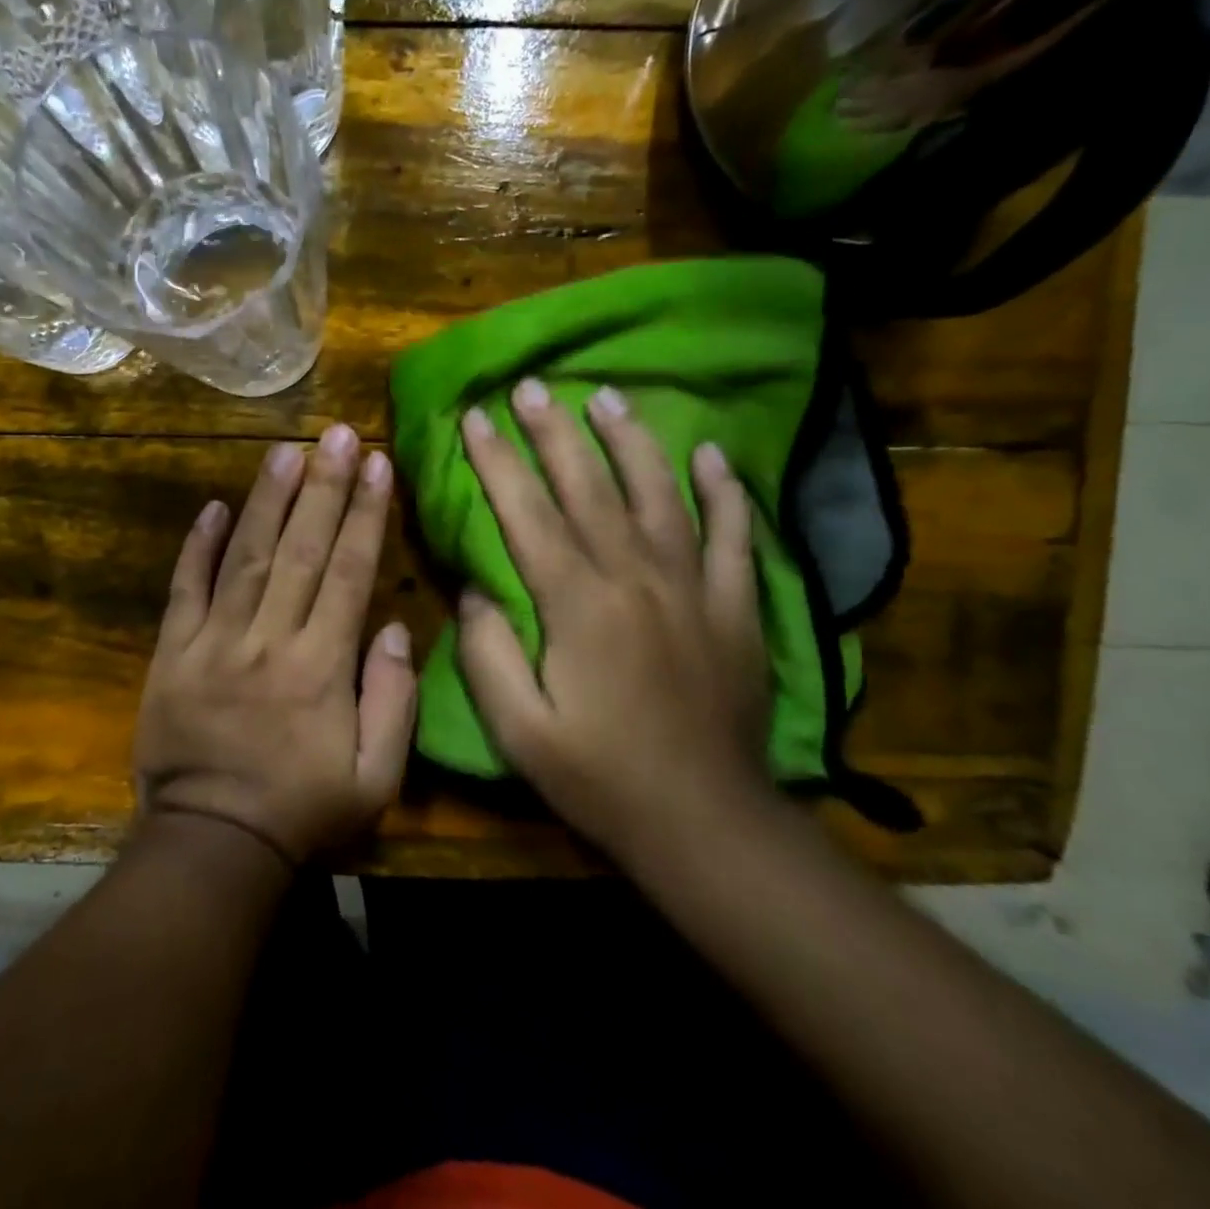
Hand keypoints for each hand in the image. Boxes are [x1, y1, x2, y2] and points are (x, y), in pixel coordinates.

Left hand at [132, 424, 416, 866]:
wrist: (212, 844)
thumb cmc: (303, 811)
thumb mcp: (376, 777)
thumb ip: (393, 700)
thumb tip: (392, 626)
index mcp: (321, 666)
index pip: (349, 572)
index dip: (364, 514)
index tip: (377, 464)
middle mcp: (269, 639)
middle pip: (300, 549)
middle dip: (323, 486)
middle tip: (337, 433)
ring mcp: (214, 643)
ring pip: (245, 557)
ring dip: (267, 500)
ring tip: (286, 449)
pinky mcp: (172, 653)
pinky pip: (184, 590)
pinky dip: (196, 547)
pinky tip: (213, 507)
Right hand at [456, 379, 772, 864]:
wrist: (704, 822)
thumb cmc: (598, 776)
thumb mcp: (517, 728)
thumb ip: (487, 651)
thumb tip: (475, 589)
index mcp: (576, 604)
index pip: (527, 513)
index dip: (497, 462)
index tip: (475, 417)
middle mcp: (635, 577)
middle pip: (589, 487)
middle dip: (554, 432)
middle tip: (532, 386)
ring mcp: (692, 587)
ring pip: (659, 493)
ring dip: (630, 440)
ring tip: (607, 397)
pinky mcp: (734, 607)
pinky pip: (733, 535)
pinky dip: (724, 490)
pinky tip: (711, 454)